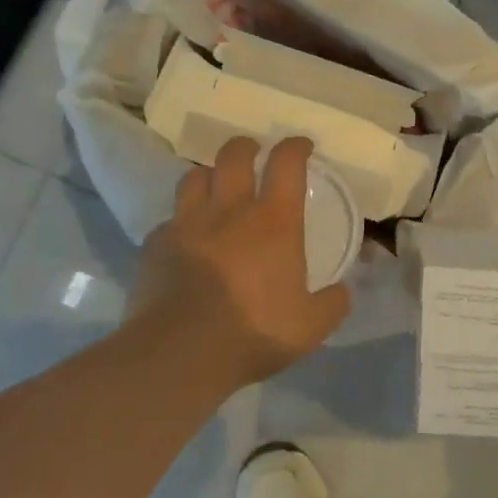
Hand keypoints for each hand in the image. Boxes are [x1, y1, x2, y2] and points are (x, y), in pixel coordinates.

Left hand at [129, 137, 351, 384]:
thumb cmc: (255, 331)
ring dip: (208, 176)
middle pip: (233, 156)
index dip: (295, 147)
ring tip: (214, 188)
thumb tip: (342, 292)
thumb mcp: (311, 326)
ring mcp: (187, 224)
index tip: (301, 145)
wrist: (181, 352)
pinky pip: (169, 221)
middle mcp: (230, 210)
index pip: (287, 164)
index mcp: (274, 222)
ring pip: (194, 178)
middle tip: (252, 153)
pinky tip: (184, 241)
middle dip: (245, 147)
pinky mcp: (155, 245)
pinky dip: (180, 223)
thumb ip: (332, 304)